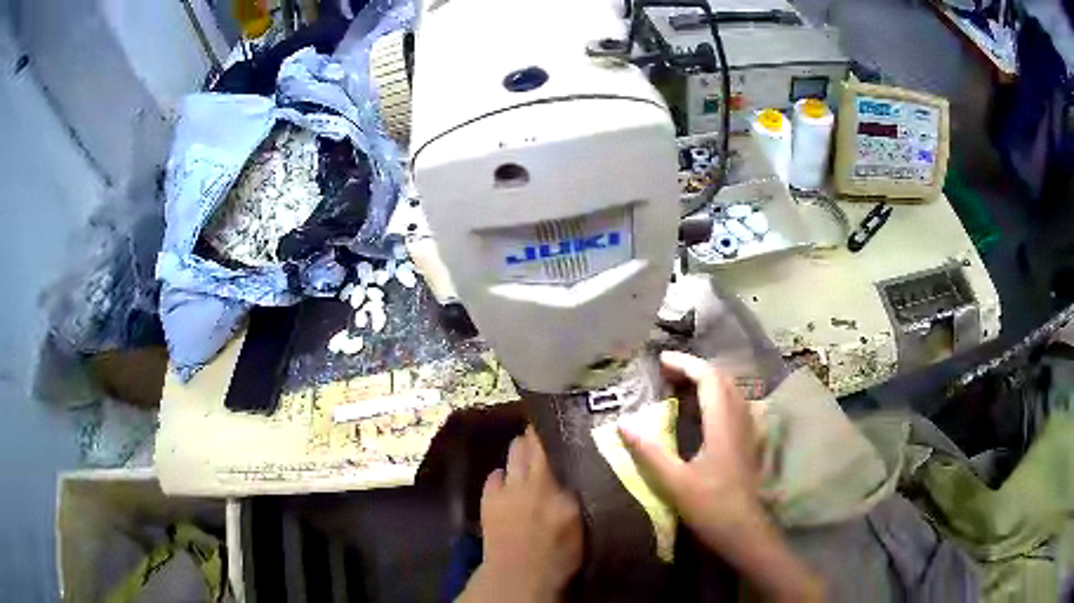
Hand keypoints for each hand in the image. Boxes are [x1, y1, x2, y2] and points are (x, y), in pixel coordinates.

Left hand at [458, 427, 582, 602]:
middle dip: (535, 436)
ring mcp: (507, 488)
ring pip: (512, 452)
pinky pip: (495, 474)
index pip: (558, 450)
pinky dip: (502, 475)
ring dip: (519, 451)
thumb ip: (575, 492)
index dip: (556, 432)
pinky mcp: (487, 498)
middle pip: (529, 444)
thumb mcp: (580, 523)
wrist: (518, 576)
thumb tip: (575, 468)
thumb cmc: (558, 555)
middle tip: (543, 435)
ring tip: (526, 455)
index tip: (560, 421)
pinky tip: (508, 483)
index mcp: (560, 492)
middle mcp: (533, 483)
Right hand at [619, 351, 822, 602]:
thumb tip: (622, 423)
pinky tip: (706, 411)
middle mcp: (740, 418)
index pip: (709, 378)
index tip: (661, 360)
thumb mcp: (674, 481)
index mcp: (723, 423)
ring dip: (708, 380)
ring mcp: (749, 429)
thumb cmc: (710, 506)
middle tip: (667, 372)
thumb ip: (649, 451)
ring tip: (683, 385)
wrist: (743, 529)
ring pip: (732, 390)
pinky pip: (736, 404)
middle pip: (722, 379)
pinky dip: (718, 396)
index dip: (686, 364)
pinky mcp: (750, 441)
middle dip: (696, 368)